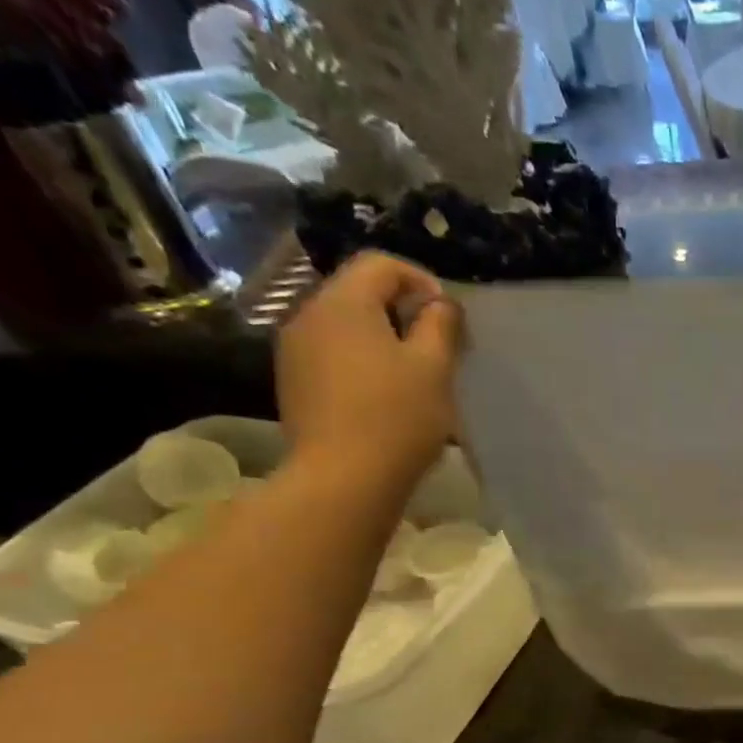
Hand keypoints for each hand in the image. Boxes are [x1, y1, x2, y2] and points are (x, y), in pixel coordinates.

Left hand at [276, 252, 463, 486]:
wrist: (342, 479)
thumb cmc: (396, 417)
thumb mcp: (434, 368)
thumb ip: (440, 325)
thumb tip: (440, 304)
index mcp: (343, 303)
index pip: (380, 264)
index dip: (421, 280)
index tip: (448, 317)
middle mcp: (309, 315)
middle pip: (359, 292)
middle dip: (402, 310)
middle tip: (438, 347)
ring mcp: (294, 350)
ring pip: (345, 326)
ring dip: (382, 338)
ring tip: (414, 374)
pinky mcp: (293, 383)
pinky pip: (333, 355)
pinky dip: (362, 361)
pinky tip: (384, 396)